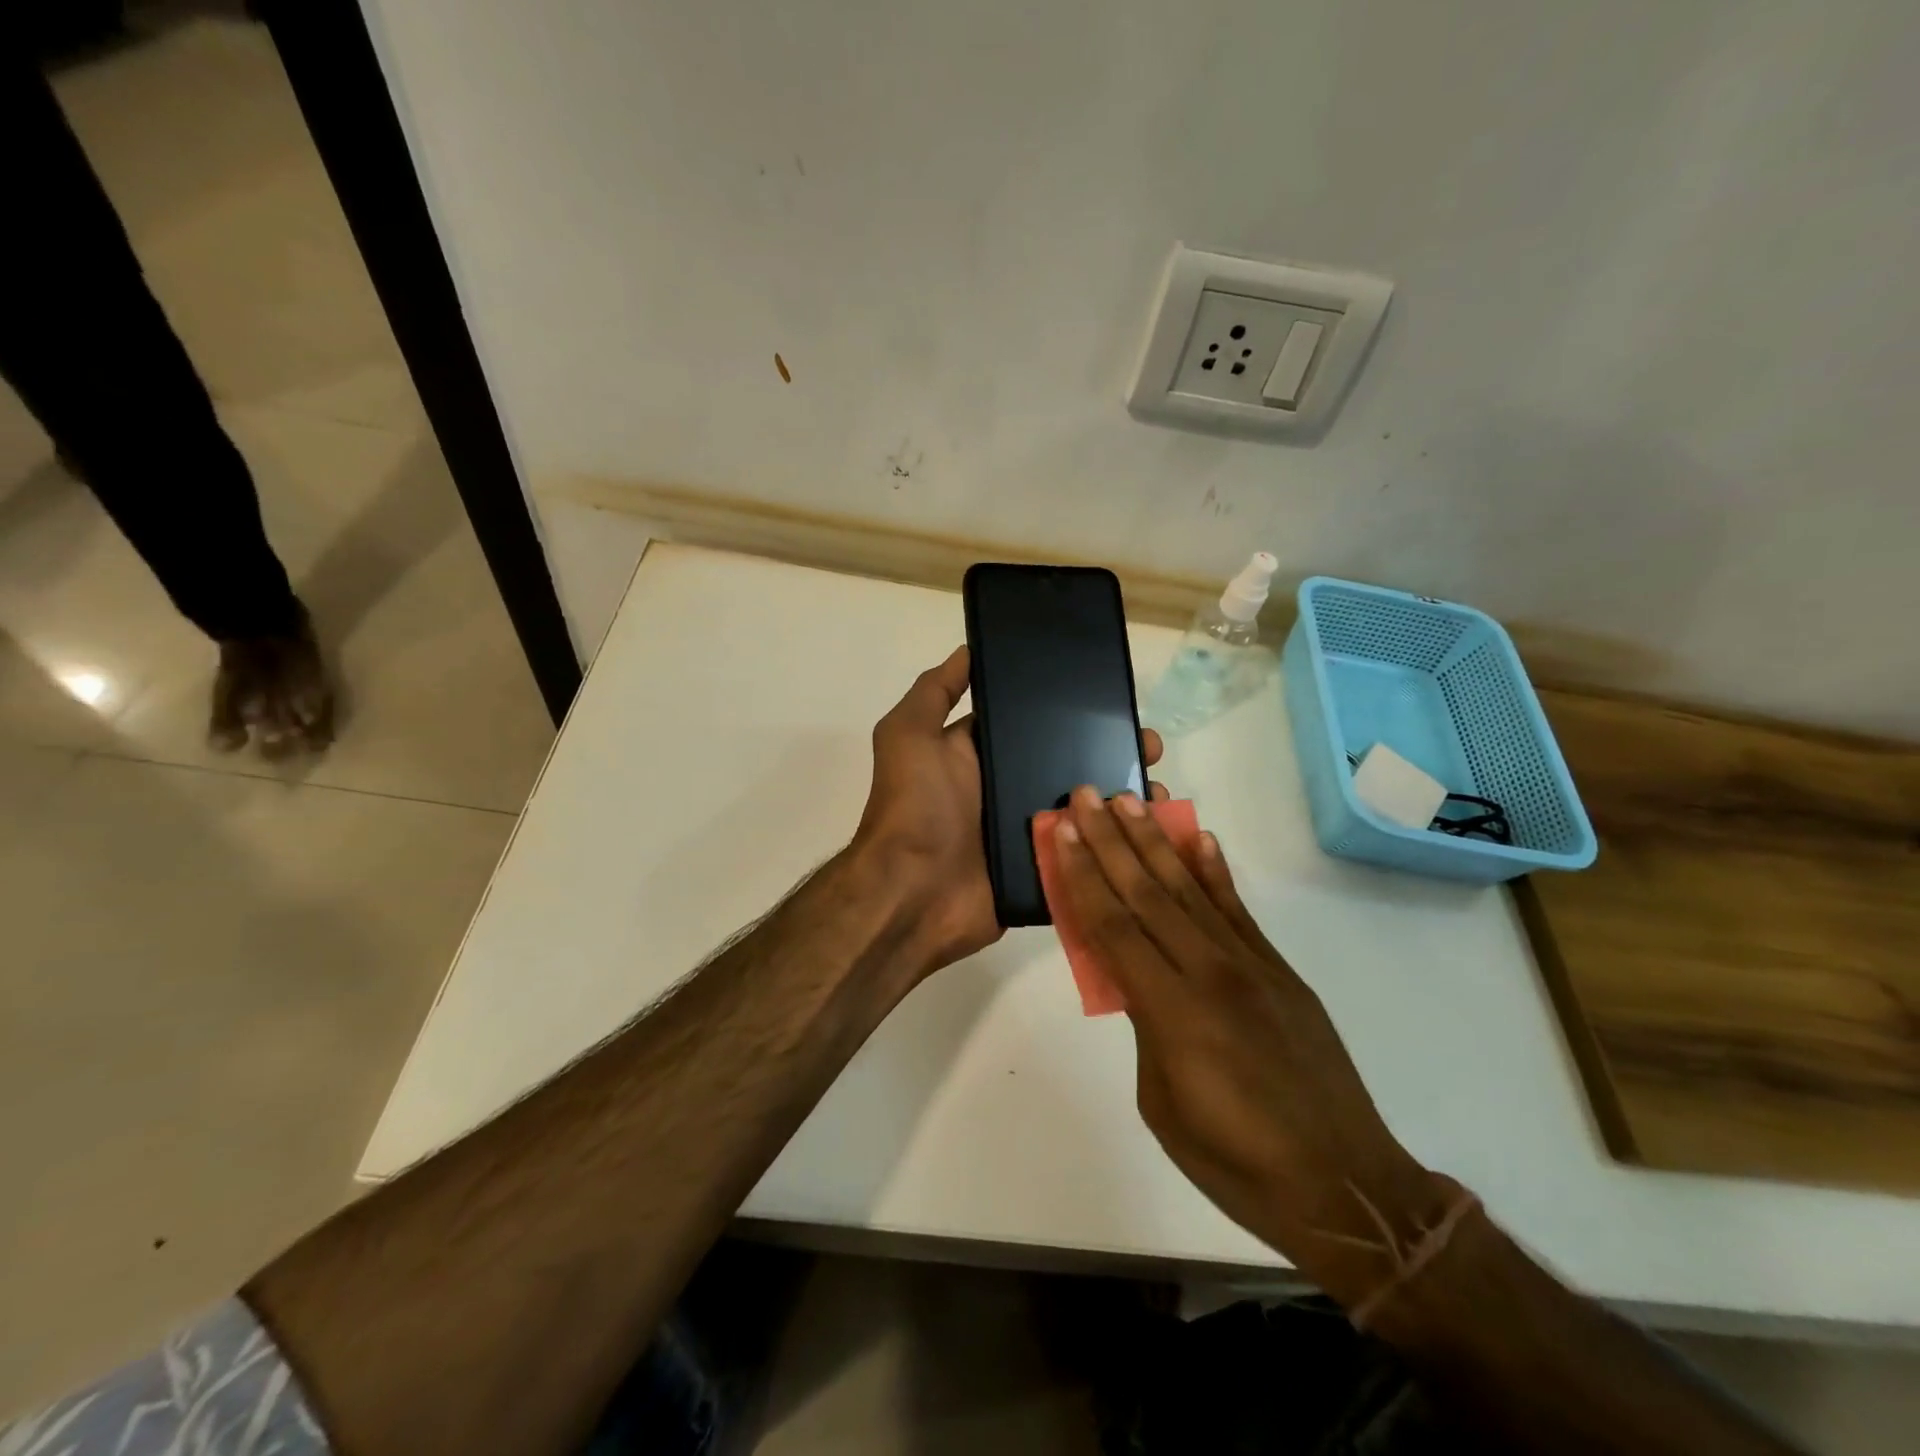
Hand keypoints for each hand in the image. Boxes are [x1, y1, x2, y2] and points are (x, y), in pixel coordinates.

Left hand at [852, 648, 1163, 974]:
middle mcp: (1008, 788)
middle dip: (1110, 752)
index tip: (1113, 699)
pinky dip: (1117, 843)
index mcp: (983, 755)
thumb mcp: (909, 735)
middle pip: (1069, 763)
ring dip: (1122, 797)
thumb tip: (968, 649)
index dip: (1071, 711)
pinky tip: (1152, 832)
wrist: (913, 893)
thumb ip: (934, 692)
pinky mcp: (1044, 867)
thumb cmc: (914, 806)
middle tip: (1149, 747)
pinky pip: (1087, 851)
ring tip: (1157, 791)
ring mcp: (1029, 831)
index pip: (1035, 723)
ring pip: (1085, 807)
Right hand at [1049, 787, 1447, 1305]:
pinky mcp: (1279, 970)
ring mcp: (1250, 966)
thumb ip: (1144, 1026)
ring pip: (1190, 890)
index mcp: (1172, 1012)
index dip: (1083, 876)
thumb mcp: (1161, 1101)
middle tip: (1086, 796)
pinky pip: (1238, 911)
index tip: (1063, 832)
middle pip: (1147, 893)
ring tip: (1130, 802)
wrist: (1344, 1186)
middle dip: (1110, 841)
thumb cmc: (1235, 1162)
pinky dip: (1215, 872)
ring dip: (1155, 842)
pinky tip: (1199, 840)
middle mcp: (1210, 973)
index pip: (1114, 927)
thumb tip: (1136, 978)